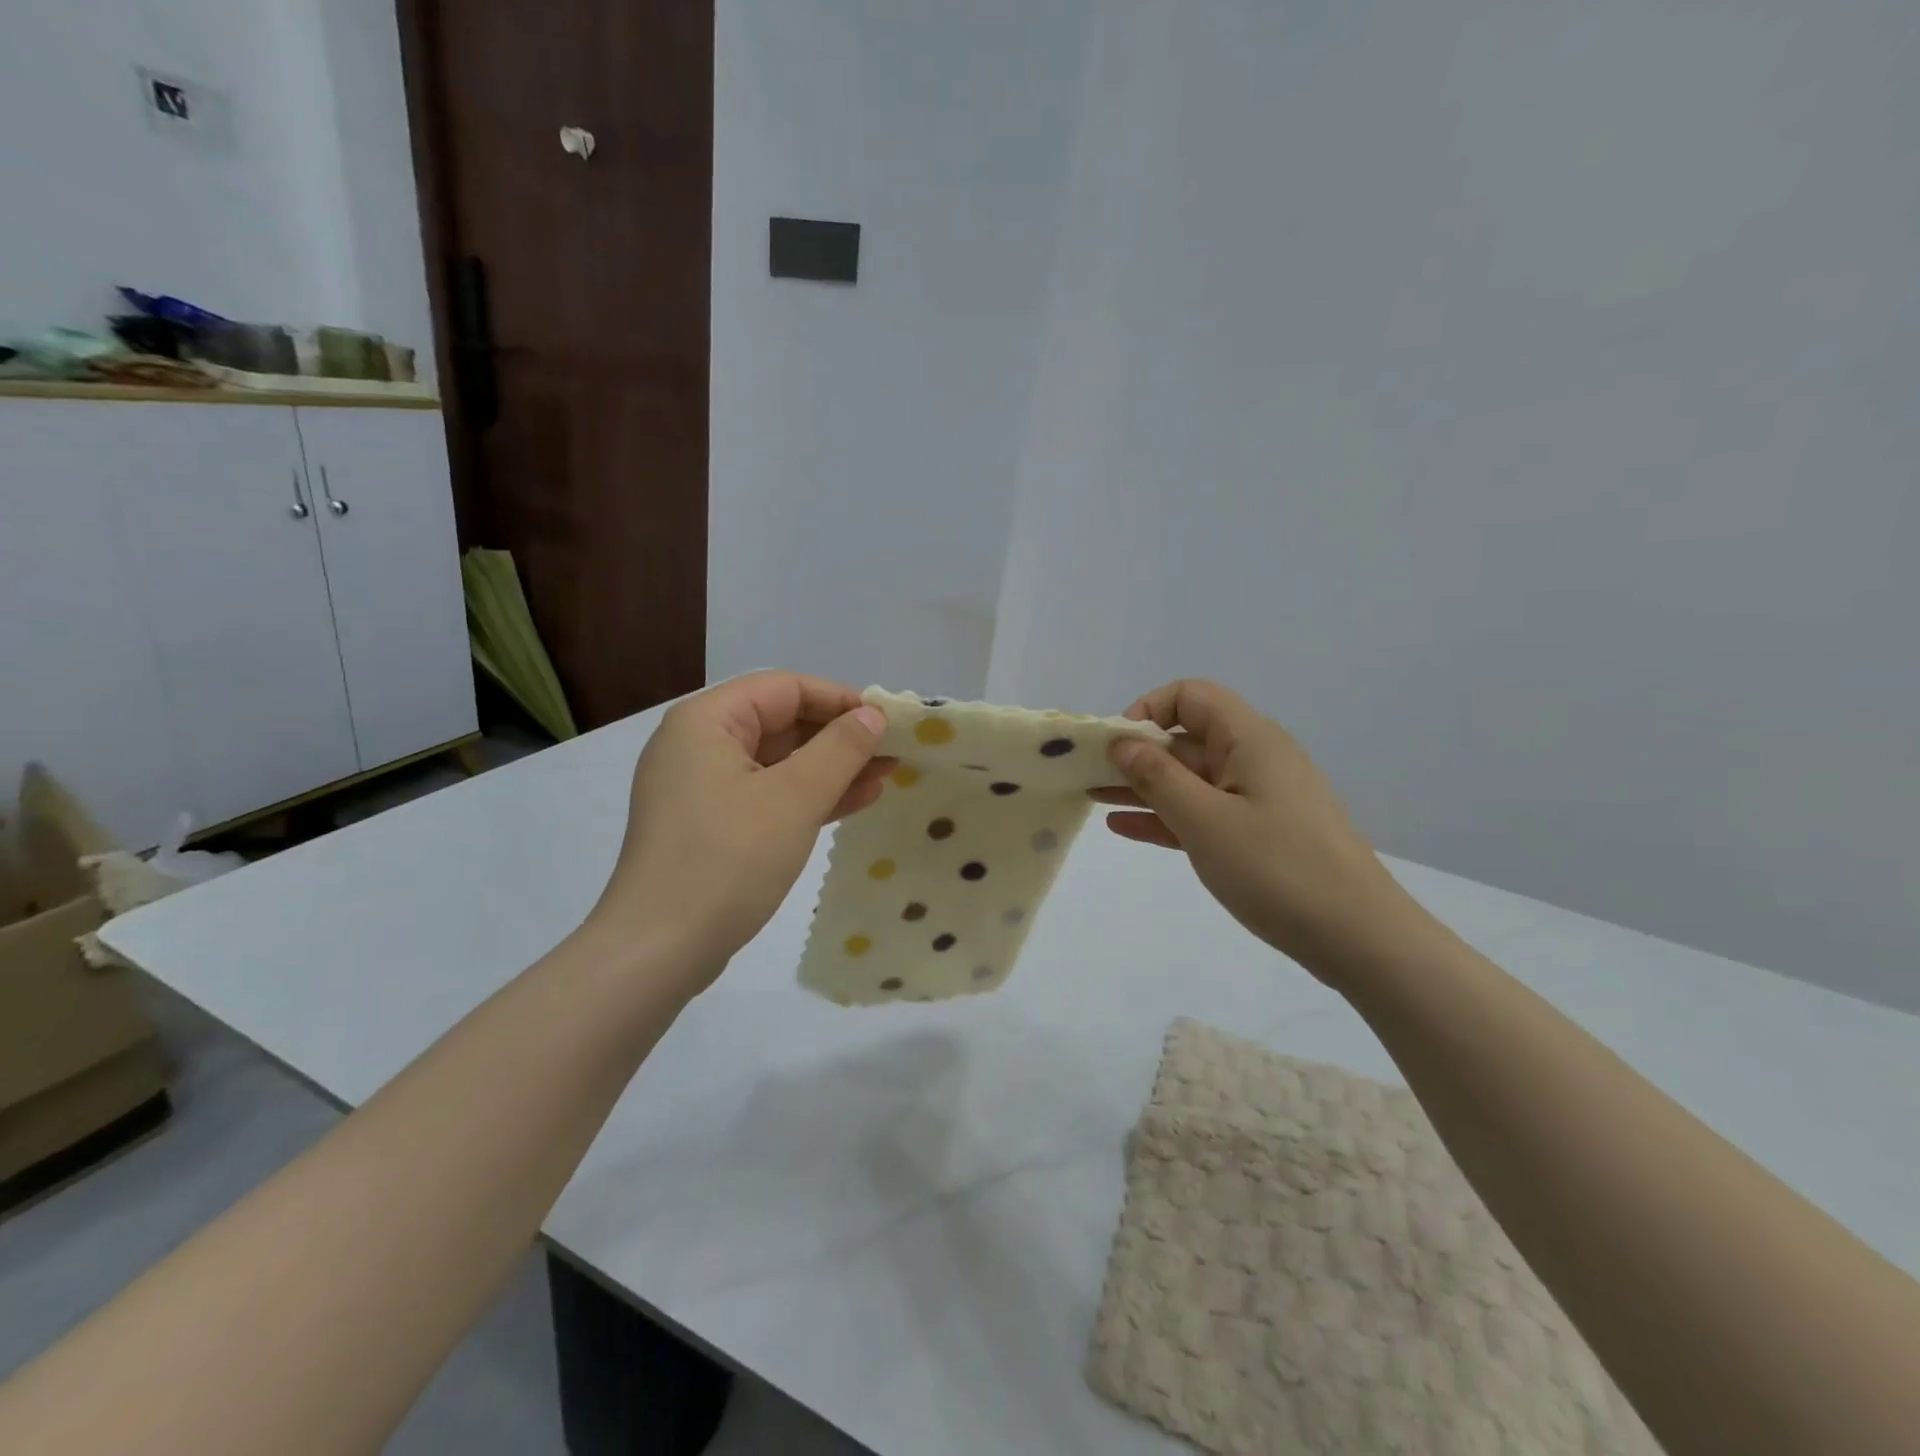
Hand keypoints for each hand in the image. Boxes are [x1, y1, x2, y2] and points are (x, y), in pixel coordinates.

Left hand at [589, 672, 892, 988]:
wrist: (658, 951)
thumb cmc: (727, 860)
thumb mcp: (794, 798)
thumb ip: (840, 750)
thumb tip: (872, 716)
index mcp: (706, 721)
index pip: (784, 688)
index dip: (839, 699)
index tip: (886, 721)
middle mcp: (699, 745)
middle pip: (781, 723)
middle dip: (840, 737)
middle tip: (893, 752)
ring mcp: (702, 789)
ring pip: (779, 763)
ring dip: (831, 769)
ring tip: (885, 777)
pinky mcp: (711, 826)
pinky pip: (768, 796)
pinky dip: (808, 797)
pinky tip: (854, 803)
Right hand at [1096, 680, 1429, 980]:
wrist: (1357, 937)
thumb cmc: (1277, 868)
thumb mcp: (1205, 820)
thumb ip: (1157, 777)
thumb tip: (1122, 743)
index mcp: (1249, 740)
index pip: (1191, 696)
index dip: (1147, 710)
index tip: (1116, 746)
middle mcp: (1254, 759)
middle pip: (1186, 738)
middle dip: (1136, 753)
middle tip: (1087, 775)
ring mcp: (1258, 798)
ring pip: (1190, 779)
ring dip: (1144, 786)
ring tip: (1092, 797)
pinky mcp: (1259, 833)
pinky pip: (1203, 812)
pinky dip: (1166, 815)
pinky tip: (1125, 827)